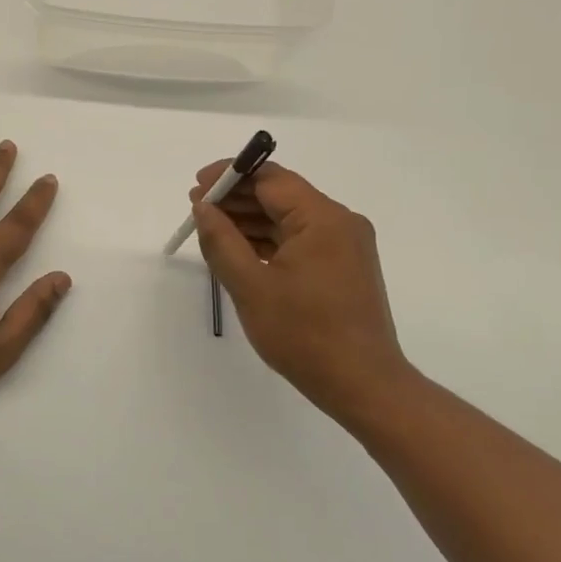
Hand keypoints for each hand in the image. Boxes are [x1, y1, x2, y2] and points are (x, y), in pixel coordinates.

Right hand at [191, 161, 413, 414]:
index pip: (269, 178)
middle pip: (280, 194)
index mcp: (322, 218)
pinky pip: (300, 239)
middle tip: (198, 210)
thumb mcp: (250, 286)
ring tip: (212, 231)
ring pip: (289, 217)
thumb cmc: (304, 334)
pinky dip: (270, 240)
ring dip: (251, 220)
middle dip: (237, 199)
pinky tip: (241, 251)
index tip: (197, 186)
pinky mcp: (343, 265)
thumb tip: (203, 207)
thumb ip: (221, 240)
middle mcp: (339, 222)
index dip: (230, 176)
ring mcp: (345, 244)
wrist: (363, 385)